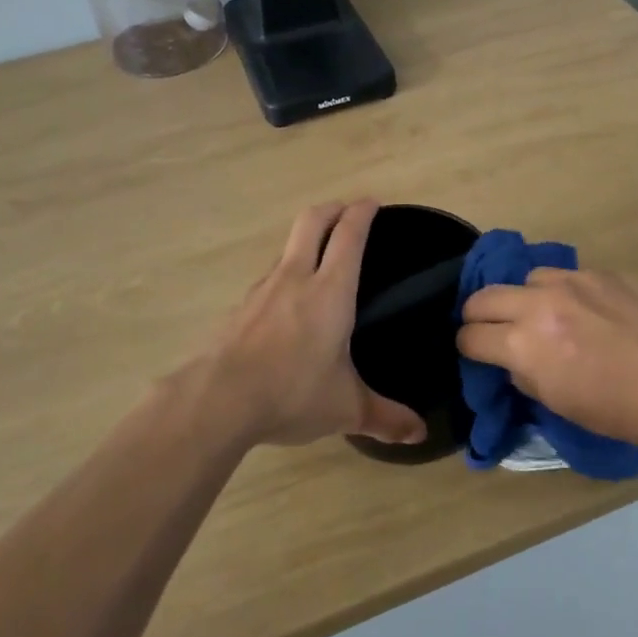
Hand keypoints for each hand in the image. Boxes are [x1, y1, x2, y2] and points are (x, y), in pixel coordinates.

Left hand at [182, 201, 427, 450]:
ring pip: (287, 248)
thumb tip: (419, 434)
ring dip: (305, 241)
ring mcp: (262, 290)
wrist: (218, 399)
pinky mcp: (240, 307)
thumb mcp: (346, 408)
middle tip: (347, 212)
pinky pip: (268, 279)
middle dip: (332, 209)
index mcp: (330, 292)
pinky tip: (287, 305)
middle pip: (312, 221)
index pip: (349, 235)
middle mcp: (296, 278)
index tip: (372, 202)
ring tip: (319, 261)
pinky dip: (284, 276)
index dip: (362, 213)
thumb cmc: (292, 393)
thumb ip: (385, 417)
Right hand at [456, 268, 637, 455]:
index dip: (467, 347)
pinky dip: (560, 293)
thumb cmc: (623, 411)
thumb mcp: (560, 404)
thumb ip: (524, 374)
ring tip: (544, 317)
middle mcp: (540, 303)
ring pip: (526, 279)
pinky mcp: (602, 272)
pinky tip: (583, 311)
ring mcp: (573, 281)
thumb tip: (513, 359)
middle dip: (479, 316)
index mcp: (525, 344)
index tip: (475, 353)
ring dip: (524, 299)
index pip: (470, 335)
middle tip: (493, 332)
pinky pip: (564, 276)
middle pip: (483, 296)